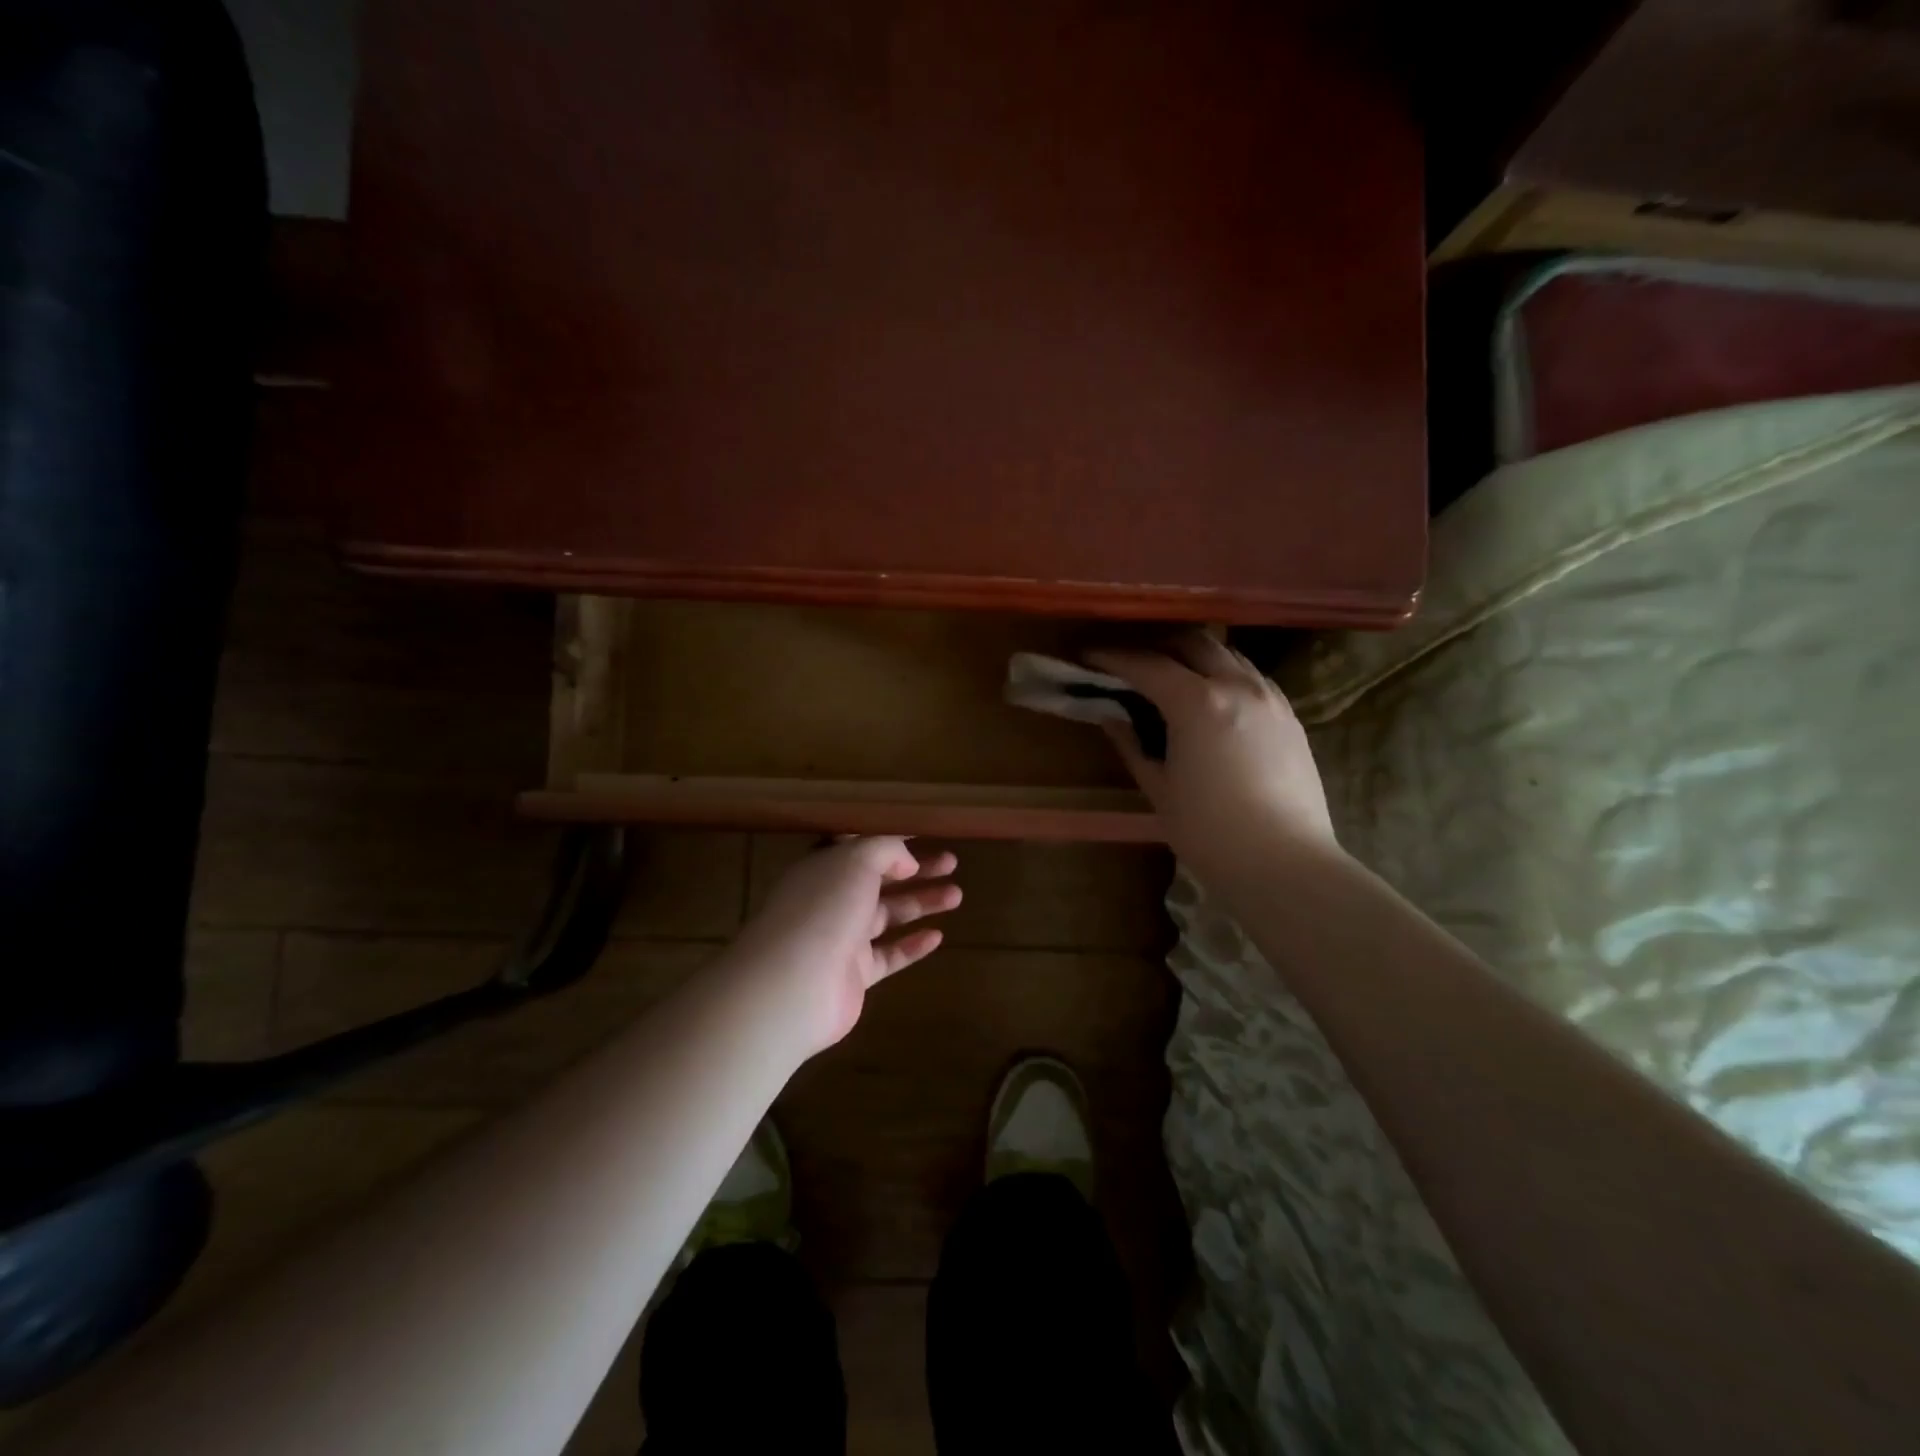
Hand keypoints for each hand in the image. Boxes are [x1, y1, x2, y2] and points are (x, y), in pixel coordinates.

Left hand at [724, 837, 961, 1054]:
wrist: (794, 984)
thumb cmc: (824, 908)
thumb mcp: (856, 860)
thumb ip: (885, 850)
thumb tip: (906, 860)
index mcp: (825, 868)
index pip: (860, 847)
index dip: (890, 839)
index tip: (923, 834)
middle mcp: (831, 900)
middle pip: (880, 880)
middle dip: (916, 870)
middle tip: (952, 862)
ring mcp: (842, 939)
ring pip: (888, 916)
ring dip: (921, 903)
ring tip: (957, 894)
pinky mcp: (854, 975)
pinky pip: (889, 955)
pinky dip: (912, 945)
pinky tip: (938, 936)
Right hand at [1089, 634, 1338, 884]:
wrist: (1285, 864)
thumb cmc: (1209, 833)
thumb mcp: (1159, 788)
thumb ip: (1132, 743)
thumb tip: (1111, 715)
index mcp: (1198, 703)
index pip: (1147, 664)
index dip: (1113, 658)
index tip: (1088, 656)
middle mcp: (1237, 686)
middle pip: (1192, 642)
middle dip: (1157, 646)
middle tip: (1131, 664)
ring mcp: (1270, 698)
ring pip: (1227, 655)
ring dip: (1194, 656)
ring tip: (1171, 678)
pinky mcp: (1290, 716)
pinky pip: (1251, 677)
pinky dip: (1224, 675)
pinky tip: (1212, 702)